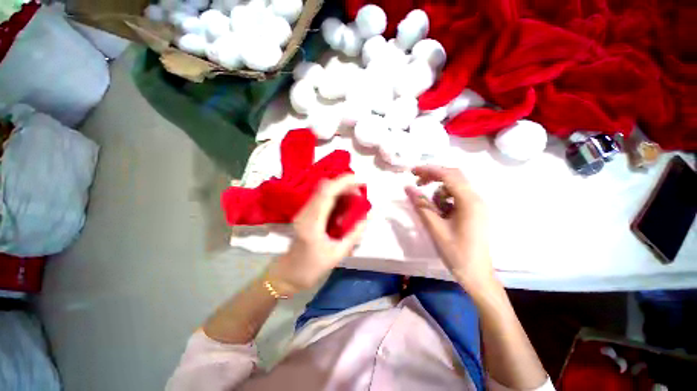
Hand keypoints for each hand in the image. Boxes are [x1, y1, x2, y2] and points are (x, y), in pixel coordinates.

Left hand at [267, 174, 367, 294]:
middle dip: (344, 184)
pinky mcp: (305, 213)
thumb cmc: (312, 268)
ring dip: (340, 189)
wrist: (288, 274)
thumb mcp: (337, 255)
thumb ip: (353, 235)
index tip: (360, 181)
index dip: (343, 182)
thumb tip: (366, 217)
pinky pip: (321, 197)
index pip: (327, 193)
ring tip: (354, 198)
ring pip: (322, 190)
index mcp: (312, 223)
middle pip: (324, 187)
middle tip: (360, 193)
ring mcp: (303, 211)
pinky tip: (344, 204)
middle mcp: (305, 212)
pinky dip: (335, 195)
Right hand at [406, 166, 496, 292]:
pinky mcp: (475, 212)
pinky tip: (440, 213)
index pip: (448, 175)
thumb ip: (421, 205)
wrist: (476, 275)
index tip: (411, 171)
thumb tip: (407, 188)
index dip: (429, 170)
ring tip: (430, 208)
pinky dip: (445, 200)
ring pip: (455, 187)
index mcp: (469, 201)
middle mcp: (476, 198)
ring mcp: (477, 205)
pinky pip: (457, 198)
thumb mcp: (435, 227)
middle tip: (417, 182)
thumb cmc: (456, 252)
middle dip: (433, 177)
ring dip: (439, 191)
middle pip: (454, 177)